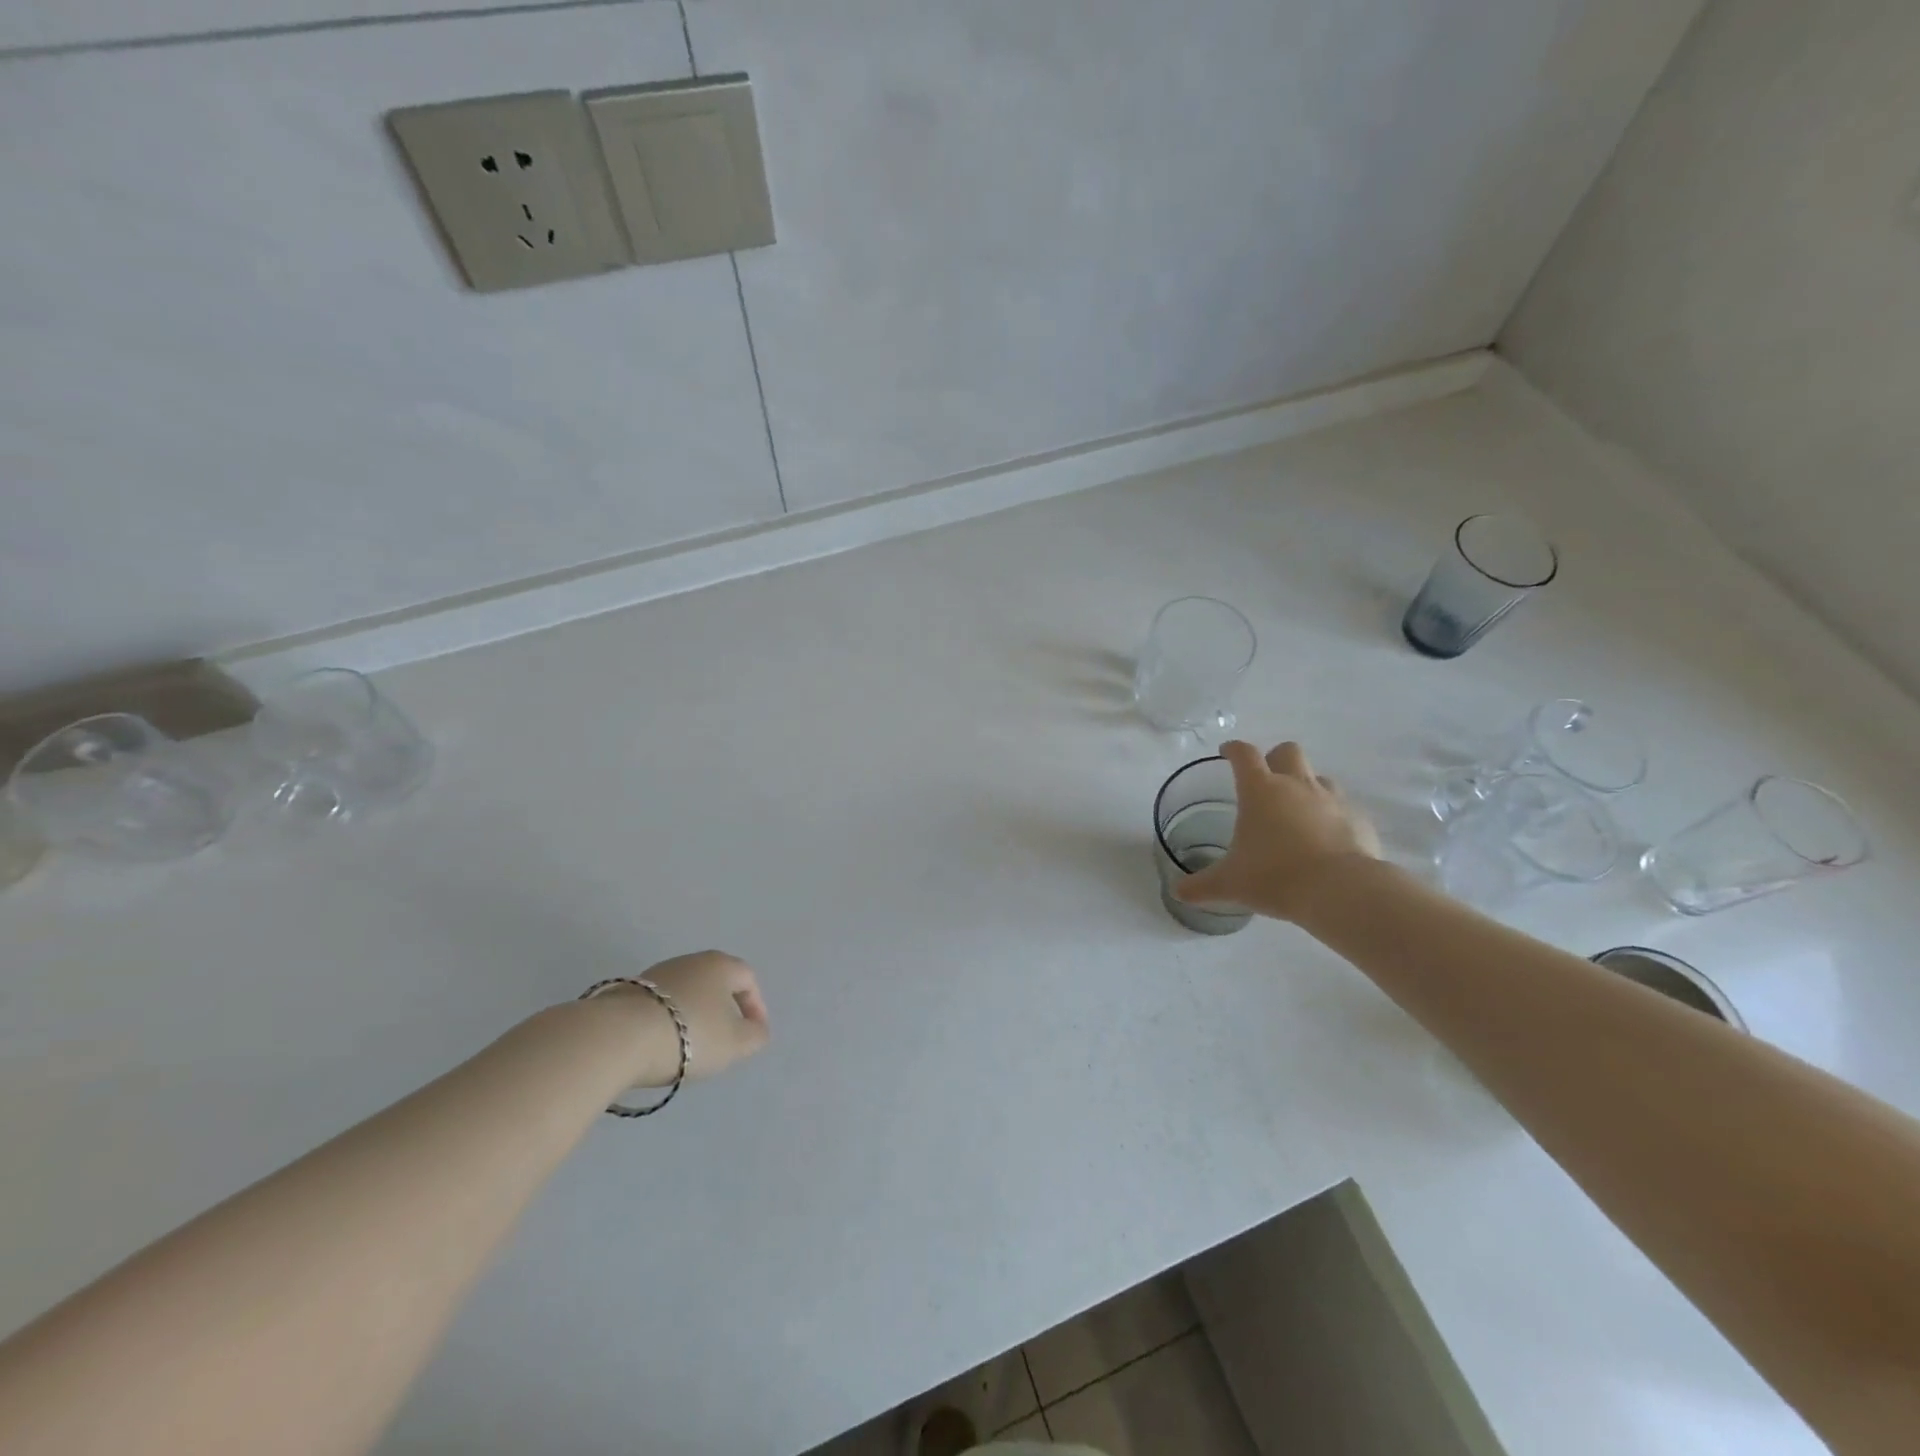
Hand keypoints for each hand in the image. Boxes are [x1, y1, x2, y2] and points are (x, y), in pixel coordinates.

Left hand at [604, 951, 770, 1086]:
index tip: (754, 1034)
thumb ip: (755, 1036)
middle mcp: (690, 961)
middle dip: (724, 1010)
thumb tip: (757, 1030)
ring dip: (694, 1016)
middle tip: (725, 1039)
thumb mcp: (736, 1043)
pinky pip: (660, 1006)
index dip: (756, 1006)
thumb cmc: (691, 1034)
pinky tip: (661, 1045)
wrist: (619, 1037)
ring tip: (691, 1047)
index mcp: (720, 965)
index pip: (748, 979)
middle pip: (715, 983)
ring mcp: (656, 974)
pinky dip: (668, 1022)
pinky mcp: (628, 992)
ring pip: (686, 993)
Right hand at [1173, 741, 1380, 922]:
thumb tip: (1179, 892)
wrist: (1340, 891)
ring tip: (1298, 812)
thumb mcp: (1229, 884)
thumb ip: (1202, 885)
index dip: (1233, 749)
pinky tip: (1327, 839)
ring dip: (1307, 786)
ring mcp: (1332, 799)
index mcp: (1260, 790)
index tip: (1226, 752)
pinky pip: (1344, 807)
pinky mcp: (1359, 819)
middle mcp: (1296, 785)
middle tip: (1266, 781)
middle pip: (1288, 751)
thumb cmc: (1274, 877)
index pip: (1244, 754)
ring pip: (1319, 777)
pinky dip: (1333, 816)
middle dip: (1275, 759)